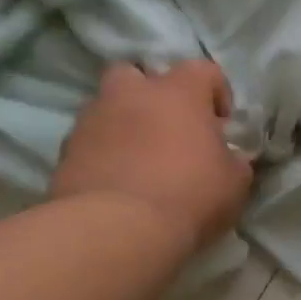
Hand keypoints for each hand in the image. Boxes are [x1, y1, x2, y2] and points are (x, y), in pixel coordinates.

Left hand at [51, 61, 252, 253]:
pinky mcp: (66, 151)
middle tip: (170, 127)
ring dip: (125, 123)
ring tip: (141, 158)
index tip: (222, 125)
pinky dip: (104, 152)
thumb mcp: (235, 181)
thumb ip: (233, 159)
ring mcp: (92, 120)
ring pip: (108, 106)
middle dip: (153, 94)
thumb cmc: (189, 195)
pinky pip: (90, 141)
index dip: (217, 93)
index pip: (204, 69)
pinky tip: (119, 180)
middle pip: (138, 73)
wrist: (116, 230)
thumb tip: (227, 157)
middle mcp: (132, 94)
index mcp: (179, 92)